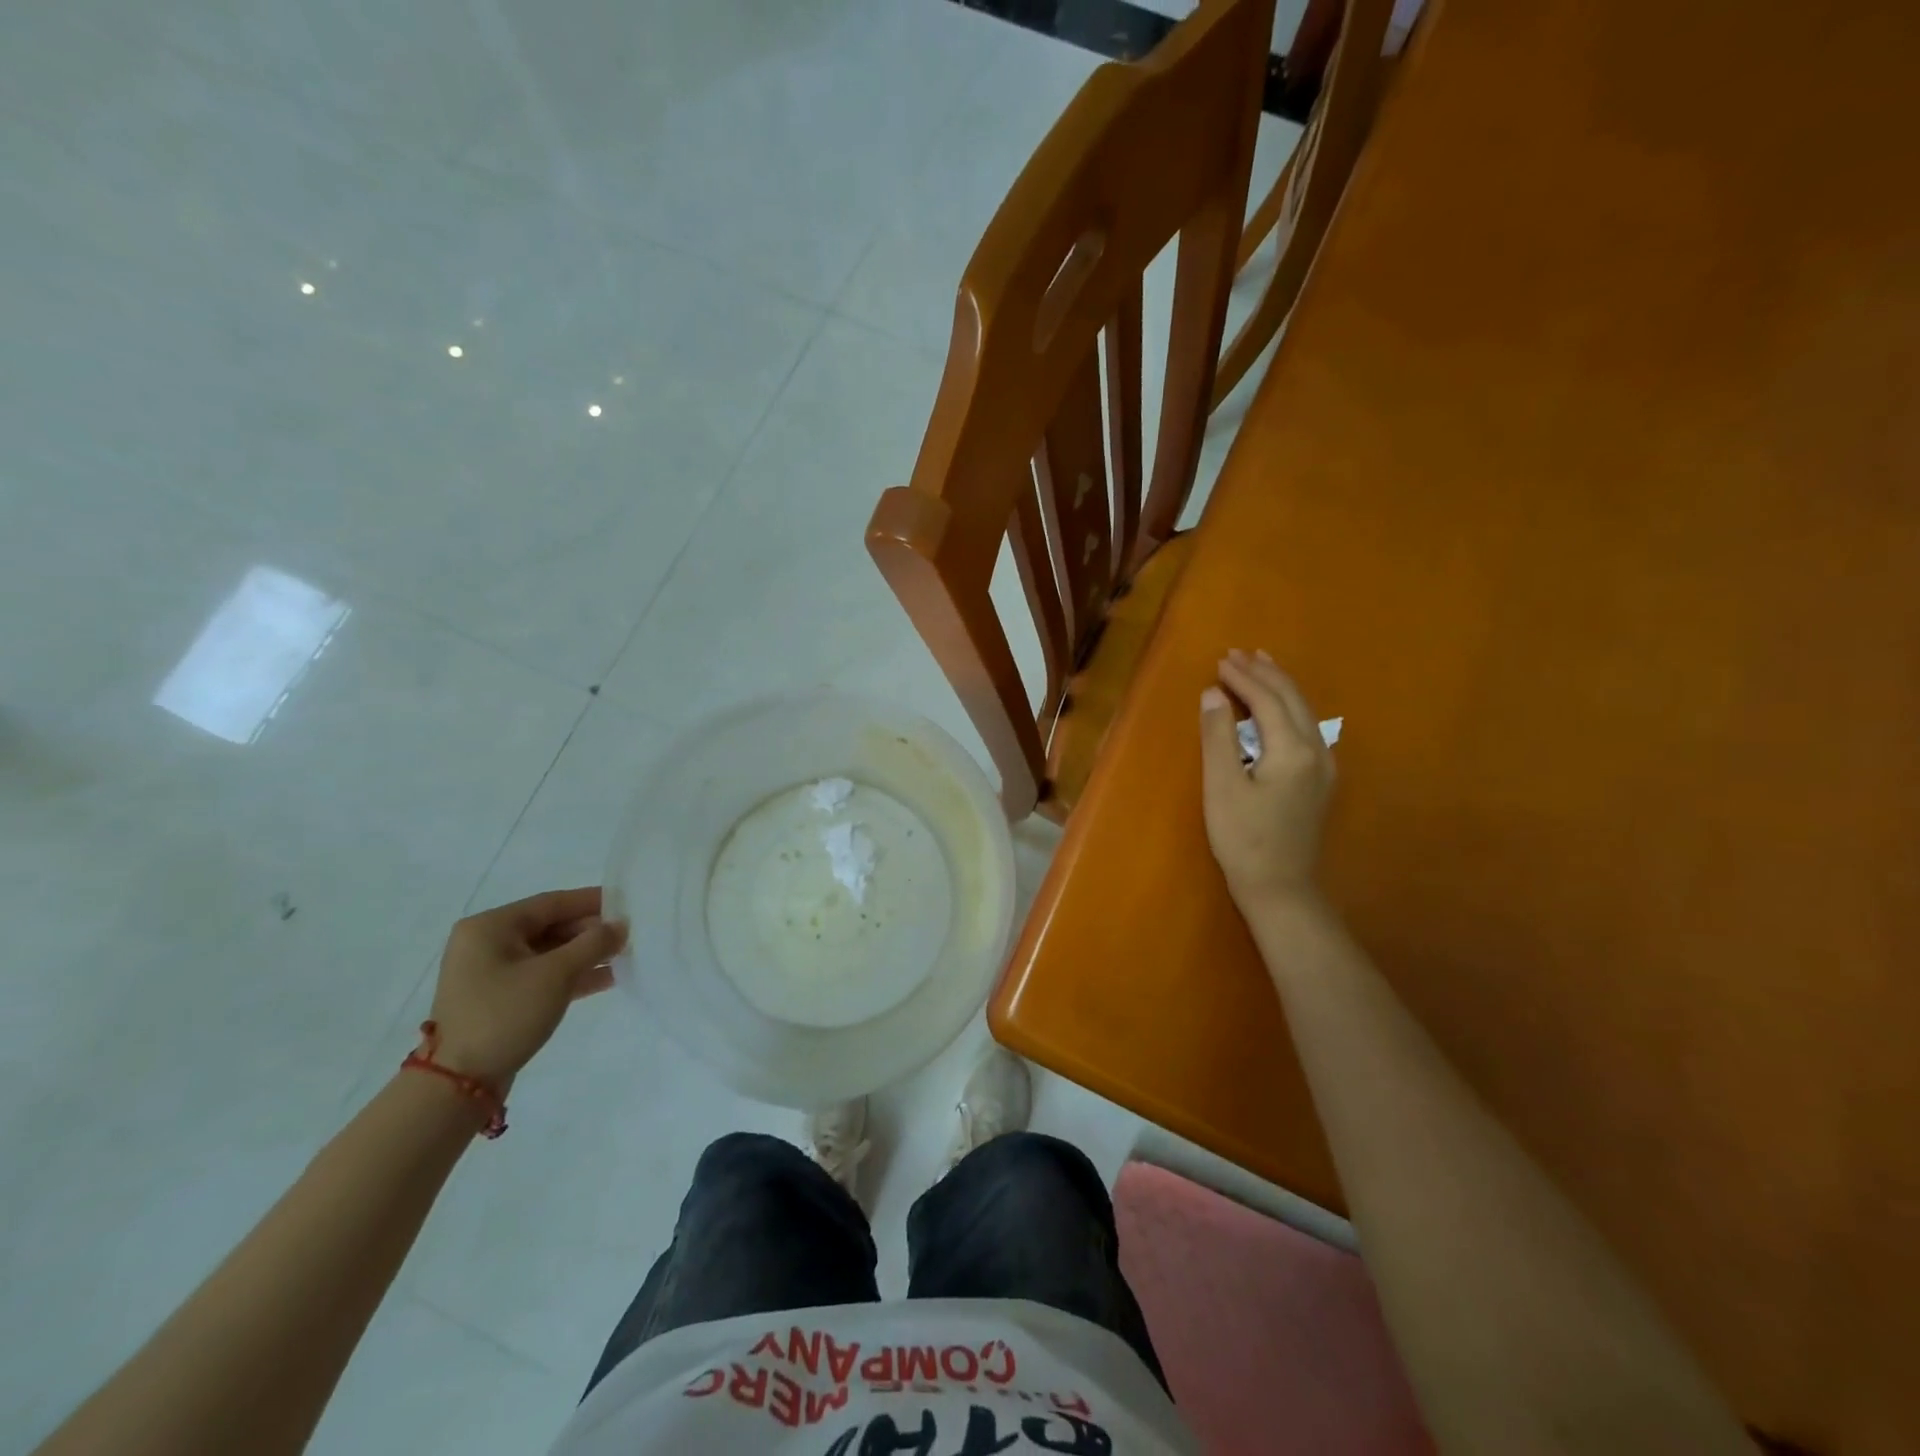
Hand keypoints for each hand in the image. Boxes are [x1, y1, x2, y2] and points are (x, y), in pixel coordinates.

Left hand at [426, 887, 627, 1087]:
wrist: (459, 1084)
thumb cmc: (505, 1014)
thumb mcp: (556, 974)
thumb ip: (594, 944)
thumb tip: (621, 926)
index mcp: (490, 927)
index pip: (551, 903)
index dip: (592, 901)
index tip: (627, 903)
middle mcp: (487, 943)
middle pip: (551, 926)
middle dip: (591, 931)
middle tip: (630, 934)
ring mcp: (491, 973)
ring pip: (550, 953)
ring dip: (586, 954)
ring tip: (625, 956)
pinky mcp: (500, 998)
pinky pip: (542, 975)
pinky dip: (572, 975)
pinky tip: (608, 978)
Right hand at [1200, 649, 1335, 913]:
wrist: (1281, 888)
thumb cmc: (1243, 839)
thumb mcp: (1222, 786)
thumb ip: (1218, 736)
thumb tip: (1212, 693)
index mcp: (1292, 749)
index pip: (1267, 699)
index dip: (1243, 678)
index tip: (1220, 660)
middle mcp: (1317, 750)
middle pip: (1292, 698)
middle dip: (1265, 672)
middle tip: (1238, 654)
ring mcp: (1324, 766)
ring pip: (1304, 711)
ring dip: (1279, 686)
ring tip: (1260, 666)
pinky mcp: (1320, 781)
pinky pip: (1306, 727)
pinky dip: (1288, 707)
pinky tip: (1278, 707)